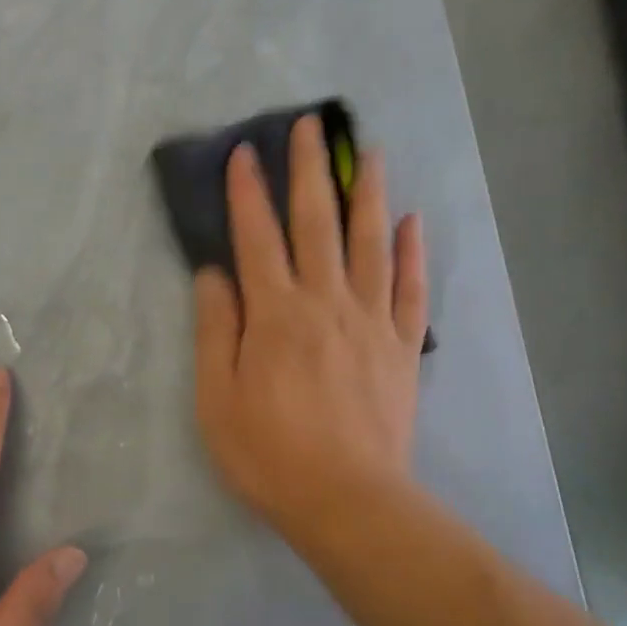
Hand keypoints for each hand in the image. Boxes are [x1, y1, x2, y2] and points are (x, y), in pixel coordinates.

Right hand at [193, 116, 427, 554]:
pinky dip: (412, 254)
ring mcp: (371, 322)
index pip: (257, 238)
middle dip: (310, 170)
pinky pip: (410, 290)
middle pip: (317, 224)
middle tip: (311, 125)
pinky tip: (413, 223)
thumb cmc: (268, 453)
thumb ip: (215, 330)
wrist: (346, 500)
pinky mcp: (401, 348)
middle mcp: (326, 302)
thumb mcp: (216, 398)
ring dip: (369, 194)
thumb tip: (213, 273)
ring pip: (371, 243)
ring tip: (369, 153)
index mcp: (276, 314)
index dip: (248, 192)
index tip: (245, 152)